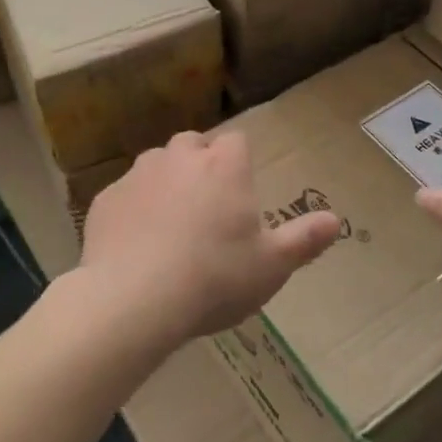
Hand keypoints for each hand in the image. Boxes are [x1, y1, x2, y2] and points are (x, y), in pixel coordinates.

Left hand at [80, 130, 341, 346]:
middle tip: (208, 206)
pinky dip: (134, 209)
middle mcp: (180, 157)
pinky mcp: (105, 199)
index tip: (241, 191)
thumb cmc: (214, 277)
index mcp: (224, 166)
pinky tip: (136, 244)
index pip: (237, 141)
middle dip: (201, 163)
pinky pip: (126, 194)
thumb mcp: (271, 266)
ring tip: (171, 225)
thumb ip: (304, 239)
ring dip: (166, 182)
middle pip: (194, 144)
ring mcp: (138, 175)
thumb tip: (336, 220)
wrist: (133, 300)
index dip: (239, 161)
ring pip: (156, 164)